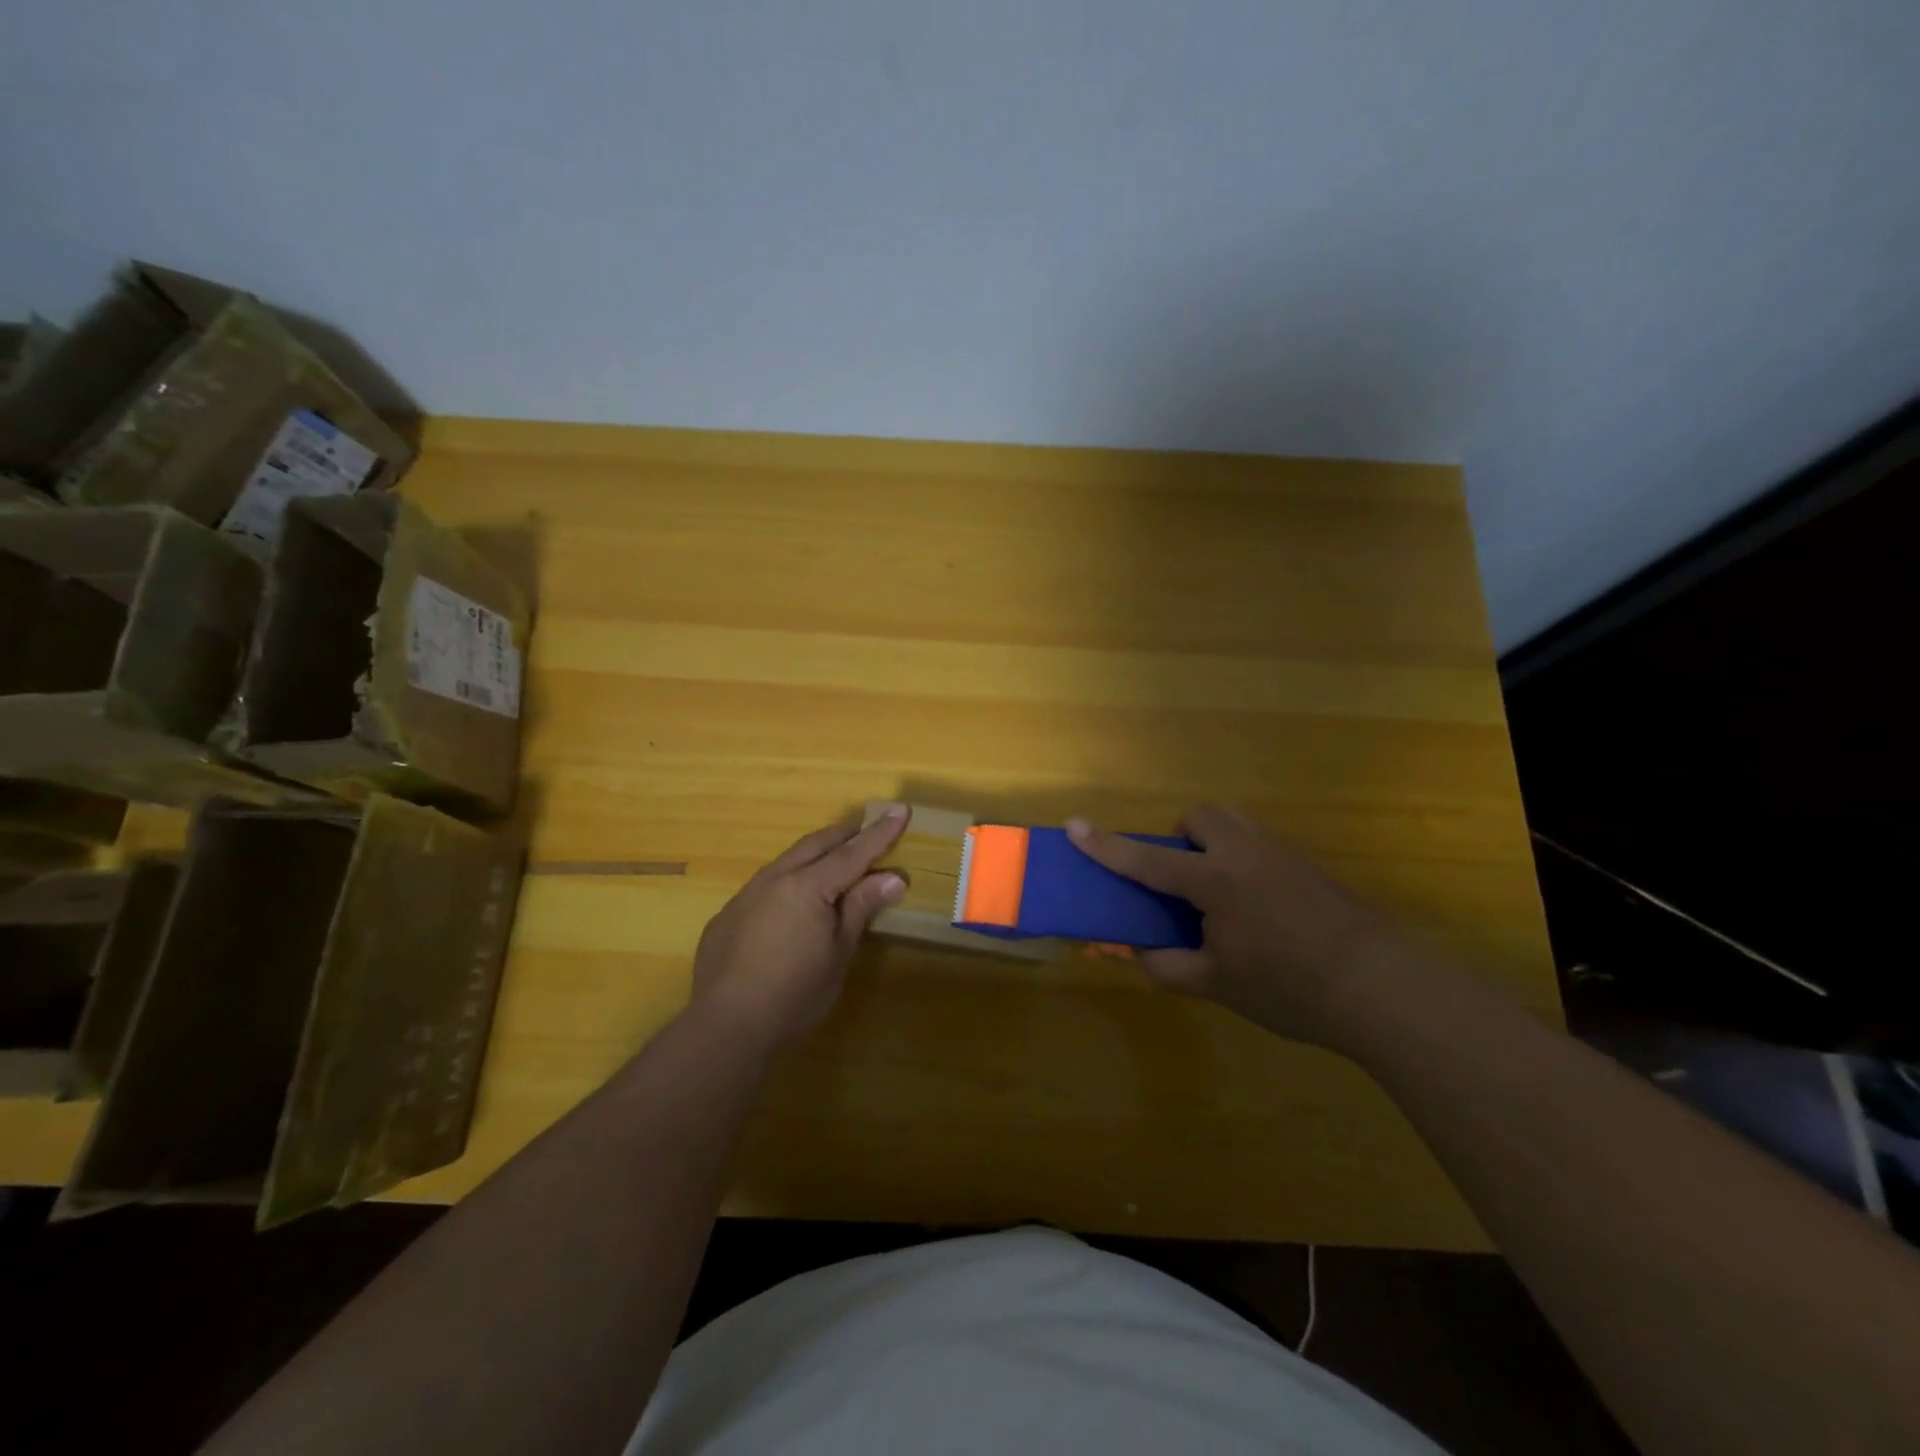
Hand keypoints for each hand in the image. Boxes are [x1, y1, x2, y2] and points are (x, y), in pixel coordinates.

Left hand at [689, 807, 909, 1052]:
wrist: (726, 1027)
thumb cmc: (795, 994)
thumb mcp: (838, 953)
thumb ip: (861, 908)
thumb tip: (893, 876)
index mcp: (808, 886)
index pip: (853, 852)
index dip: (880, 833)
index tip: (901, 809)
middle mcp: (775, 878)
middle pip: (817, 844)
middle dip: (846, 833)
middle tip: (868, 826)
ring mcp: (747, 894)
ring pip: (788, 859)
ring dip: (815, 853)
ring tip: (834, 857)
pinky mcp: (728, 914)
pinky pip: (766, 883)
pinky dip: (790, 879)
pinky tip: (794, 901)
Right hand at [1066, 806, 1404, 1049]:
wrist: (1382, 985)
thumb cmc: (1290, 987)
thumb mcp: (1218, 985)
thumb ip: (1169, 966)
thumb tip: (1139, 953)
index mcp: (1214, 882)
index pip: (1146, 861)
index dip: (1106, 846)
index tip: (1073, 826)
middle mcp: (1244, 853)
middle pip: (1199, 817)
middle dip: (1182, 839)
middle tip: (1186, 881)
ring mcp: (1281, 853)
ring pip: (1234, 822)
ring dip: (1214, 843)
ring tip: (1221, 893)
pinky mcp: (1309, 864)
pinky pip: (1261, 843)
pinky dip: (1245, 860)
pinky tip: (1263, 908)